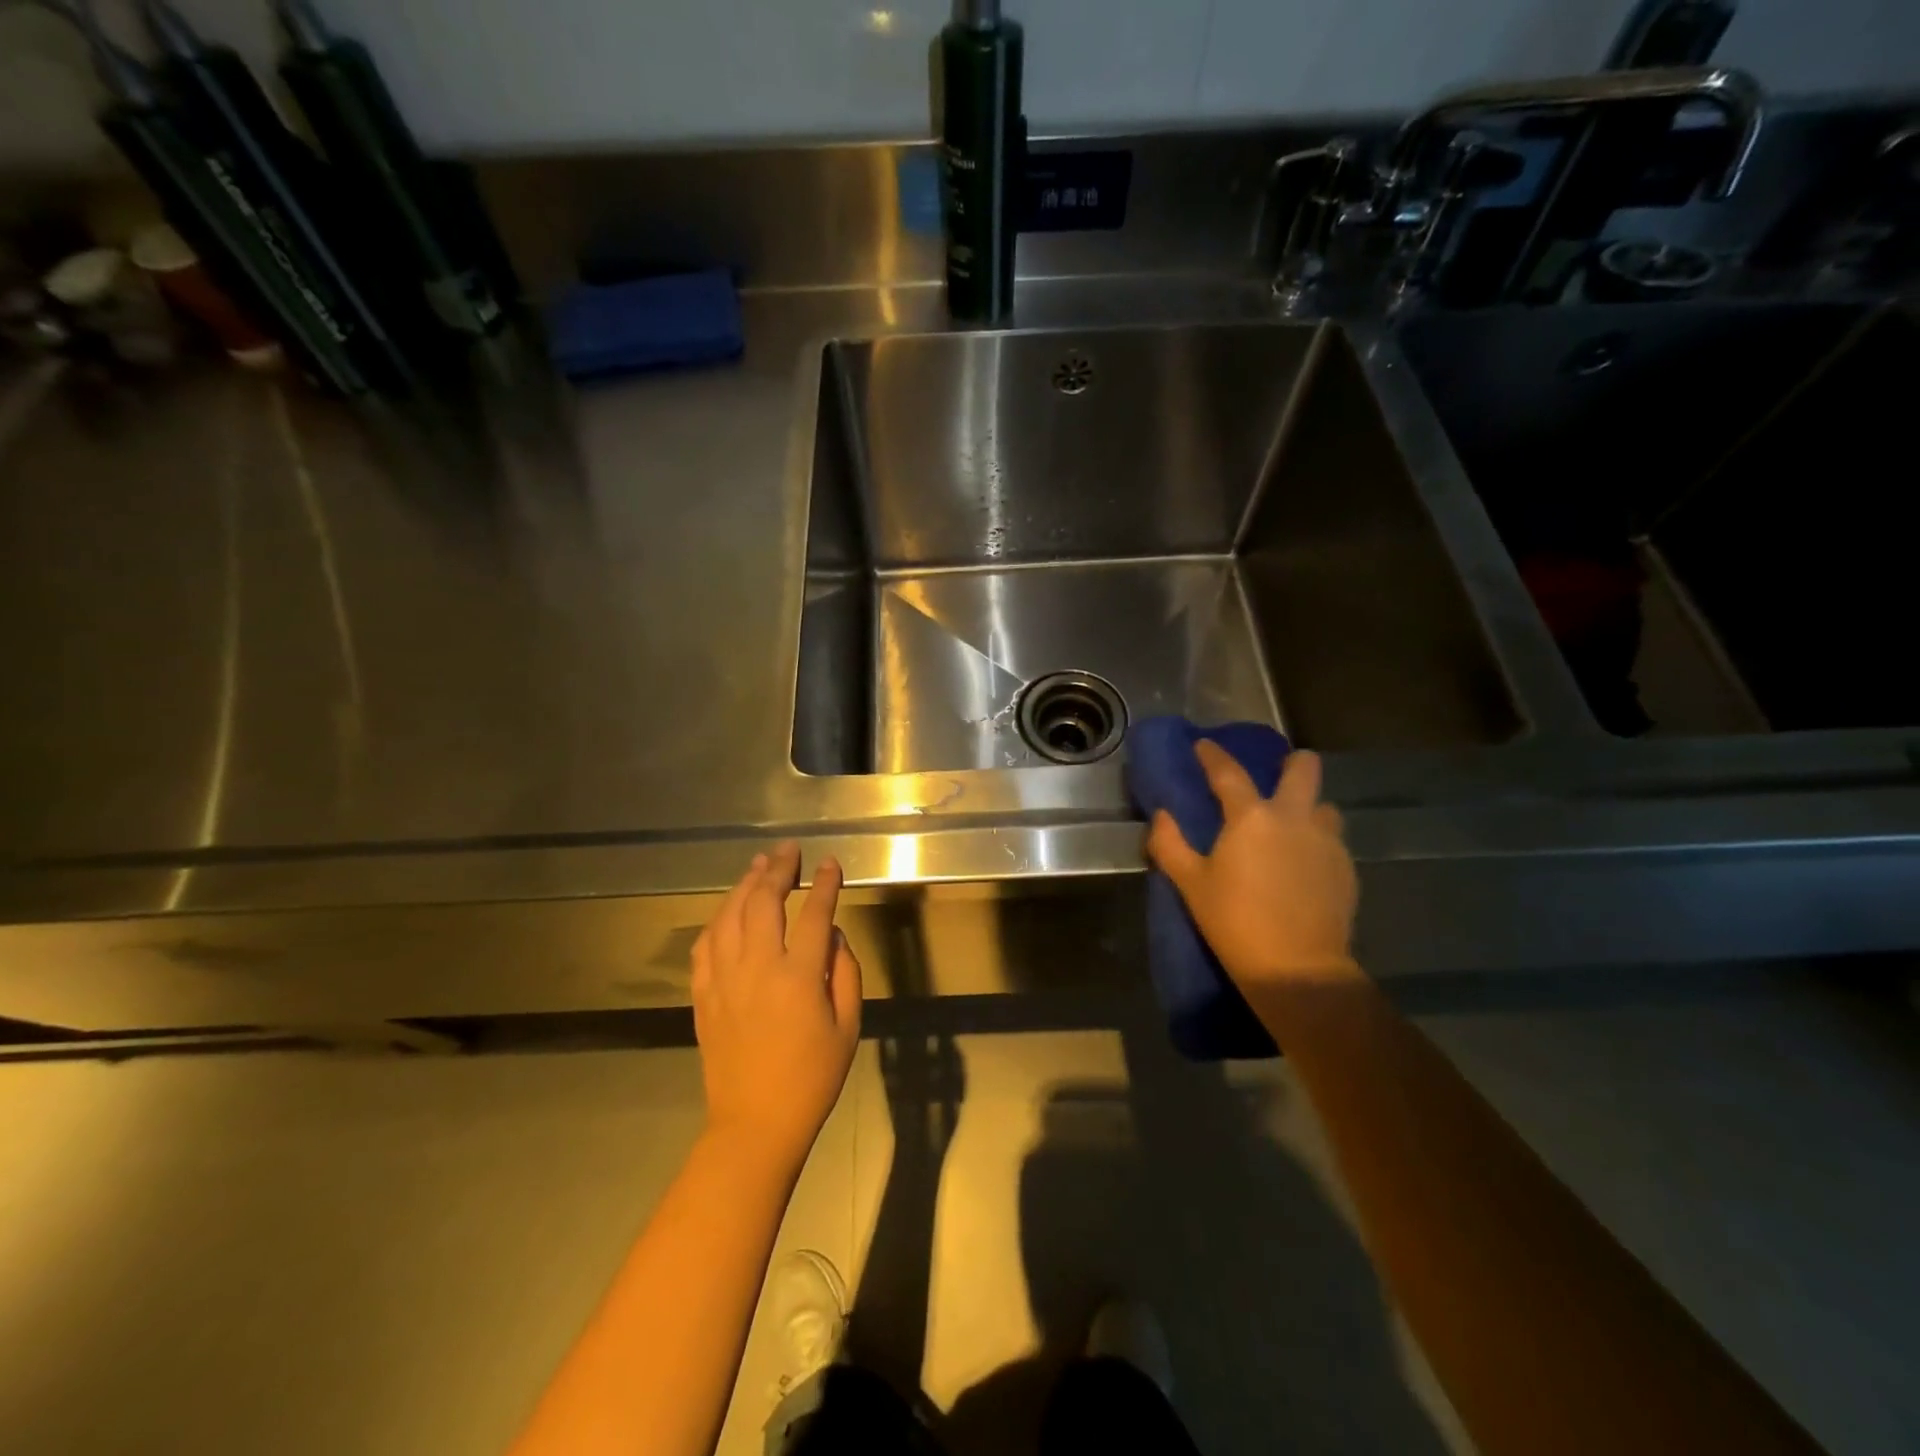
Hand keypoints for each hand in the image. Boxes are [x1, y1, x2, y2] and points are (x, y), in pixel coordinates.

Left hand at [692, 844, 862, 1171]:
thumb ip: (845, 973)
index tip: (830, 864)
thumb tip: (833, 936)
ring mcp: (724, 979)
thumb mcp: (848, 1027)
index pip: (815, 913)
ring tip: (759, 865)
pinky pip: (705, 944)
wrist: (755, 1124)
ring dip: (745, 885)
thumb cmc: (812, 1078)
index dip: (825, 884)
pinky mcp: (704, 995)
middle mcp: (758, 968)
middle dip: (779, 869)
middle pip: (764, 902)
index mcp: (798, 976)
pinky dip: (718, 919)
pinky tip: (728, 910)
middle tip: (789, 850)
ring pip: (729, 915)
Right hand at [1146, 744, 1358, 987]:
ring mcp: (1327, 843)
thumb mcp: (1190, 884)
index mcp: (1251, 817)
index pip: (1229, 773)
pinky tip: (1302, 866)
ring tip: (1290, 829)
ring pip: (1324, 807)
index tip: (1204, 745)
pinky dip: (1316, 843)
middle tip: (1275, 776)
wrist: (1297, 968)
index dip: (1213, 755)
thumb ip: (1169, 844)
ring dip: (1307, 809)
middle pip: (1304, 769)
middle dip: (1291, 763)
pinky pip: (1332, 841)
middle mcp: (1294, 818)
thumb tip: (1162, 815)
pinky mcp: (1346, 869)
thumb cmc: (1234, 921)